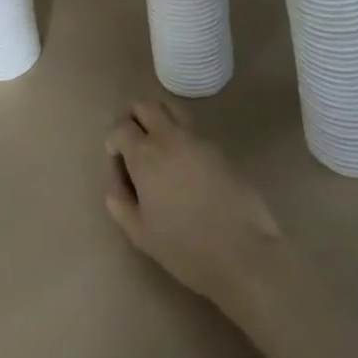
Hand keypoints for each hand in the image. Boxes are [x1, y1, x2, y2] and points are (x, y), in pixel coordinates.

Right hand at [104, 100, 285, 314]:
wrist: (244, 252)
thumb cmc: (186, 248)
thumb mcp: (141, 234)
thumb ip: (120, 204)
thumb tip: (115, 185)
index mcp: (145, 154)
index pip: (120, 127)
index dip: (113, 141)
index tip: (118, 163)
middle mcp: (168, 136)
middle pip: (144, 105)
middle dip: (132, 118)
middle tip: (132, 145)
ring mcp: (196, 138)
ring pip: (169, 110)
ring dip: (157, 121)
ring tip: (159, 153)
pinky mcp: (218, 148)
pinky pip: (191, 130)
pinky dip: (180, 138)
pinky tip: (186, 170)